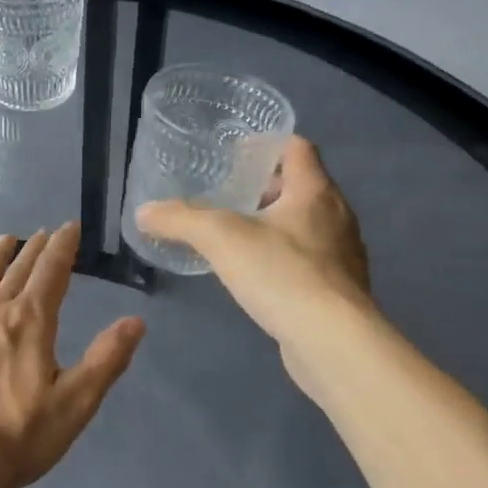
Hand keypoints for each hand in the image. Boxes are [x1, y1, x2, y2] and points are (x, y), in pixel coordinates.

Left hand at [0, 223, 144, 487]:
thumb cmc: (15, 438)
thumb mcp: (74, 405)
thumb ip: (105, 360)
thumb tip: (136, 320)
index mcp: (30, 322)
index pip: (52, 272)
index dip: (63, 247)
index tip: (70, 226)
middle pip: (18, 272)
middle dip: (34, 250)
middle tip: (43, 232)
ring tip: (6, 239)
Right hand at [134, 134, 371, 356]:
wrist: (334, 343)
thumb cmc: (282, 274)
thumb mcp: (219, 238)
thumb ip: (180, 219)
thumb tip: (144, 212)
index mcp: (315, 192)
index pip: (297, 148)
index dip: (266, 144)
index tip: (235, 153)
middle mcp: (337, 217)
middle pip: (301, 186)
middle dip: (264, 187)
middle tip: (226, 195)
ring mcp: (343, 256)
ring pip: (306, 224)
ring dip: (274, 223)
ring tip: (236, 235)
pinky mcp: (341, 290)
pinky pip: (309, 259)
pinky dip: (283, 256)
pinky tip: (257, 275)